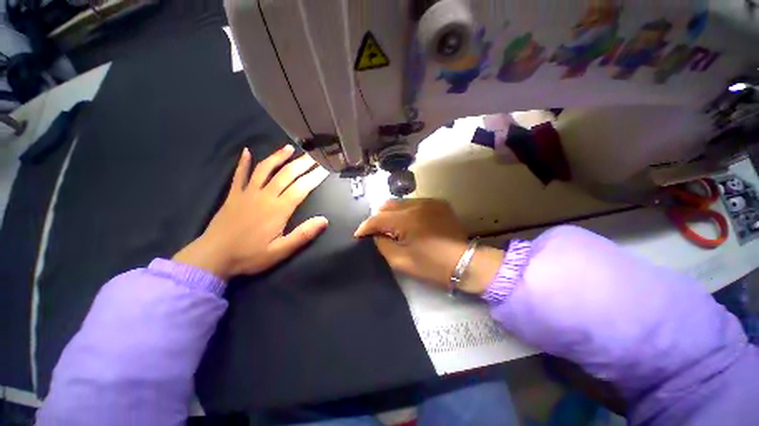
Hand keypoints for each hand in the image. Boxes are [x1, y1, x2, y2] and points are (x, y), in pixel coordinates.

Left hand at [173, 145, 328, 278]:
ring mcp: (247, 193)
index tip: (326, 168)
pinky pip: (239, 175)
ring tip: (289, 147)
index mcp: (278, 209)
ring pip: (265, 169)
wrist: (212, 257)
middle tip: (314, 155)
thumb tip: (324, 220)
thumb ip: (303, 234)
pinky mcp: (233, 195)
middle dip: (302, 163)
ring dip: (278, 157)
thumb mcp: (281, 251)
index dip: (315, 177)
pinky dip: (243, 163)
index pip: (302, 188)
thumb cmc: (250, 255)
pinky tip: (246, 151)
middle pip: (286, 174)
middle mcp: (265, 196)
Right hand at [354, 199, 503, 293]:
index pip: (378, 218)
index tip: (359, 235)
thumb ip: (382, 244)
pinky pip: (414, 203)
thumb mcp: (401, 261)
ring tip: (392, 227)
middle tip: (377, 232)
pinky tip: (409, 223)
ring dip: (392, 214)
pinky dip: (406, 212)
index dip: (365, 226)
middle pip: (387, 205)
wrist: (465, 263)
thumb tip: (375, 234)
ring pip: (400, 202)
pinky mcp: (438, 203)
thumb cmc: (432, 266)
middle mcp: (417, 205)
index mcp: (407, 220)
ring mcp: (429, 202)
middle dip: (378, 218)